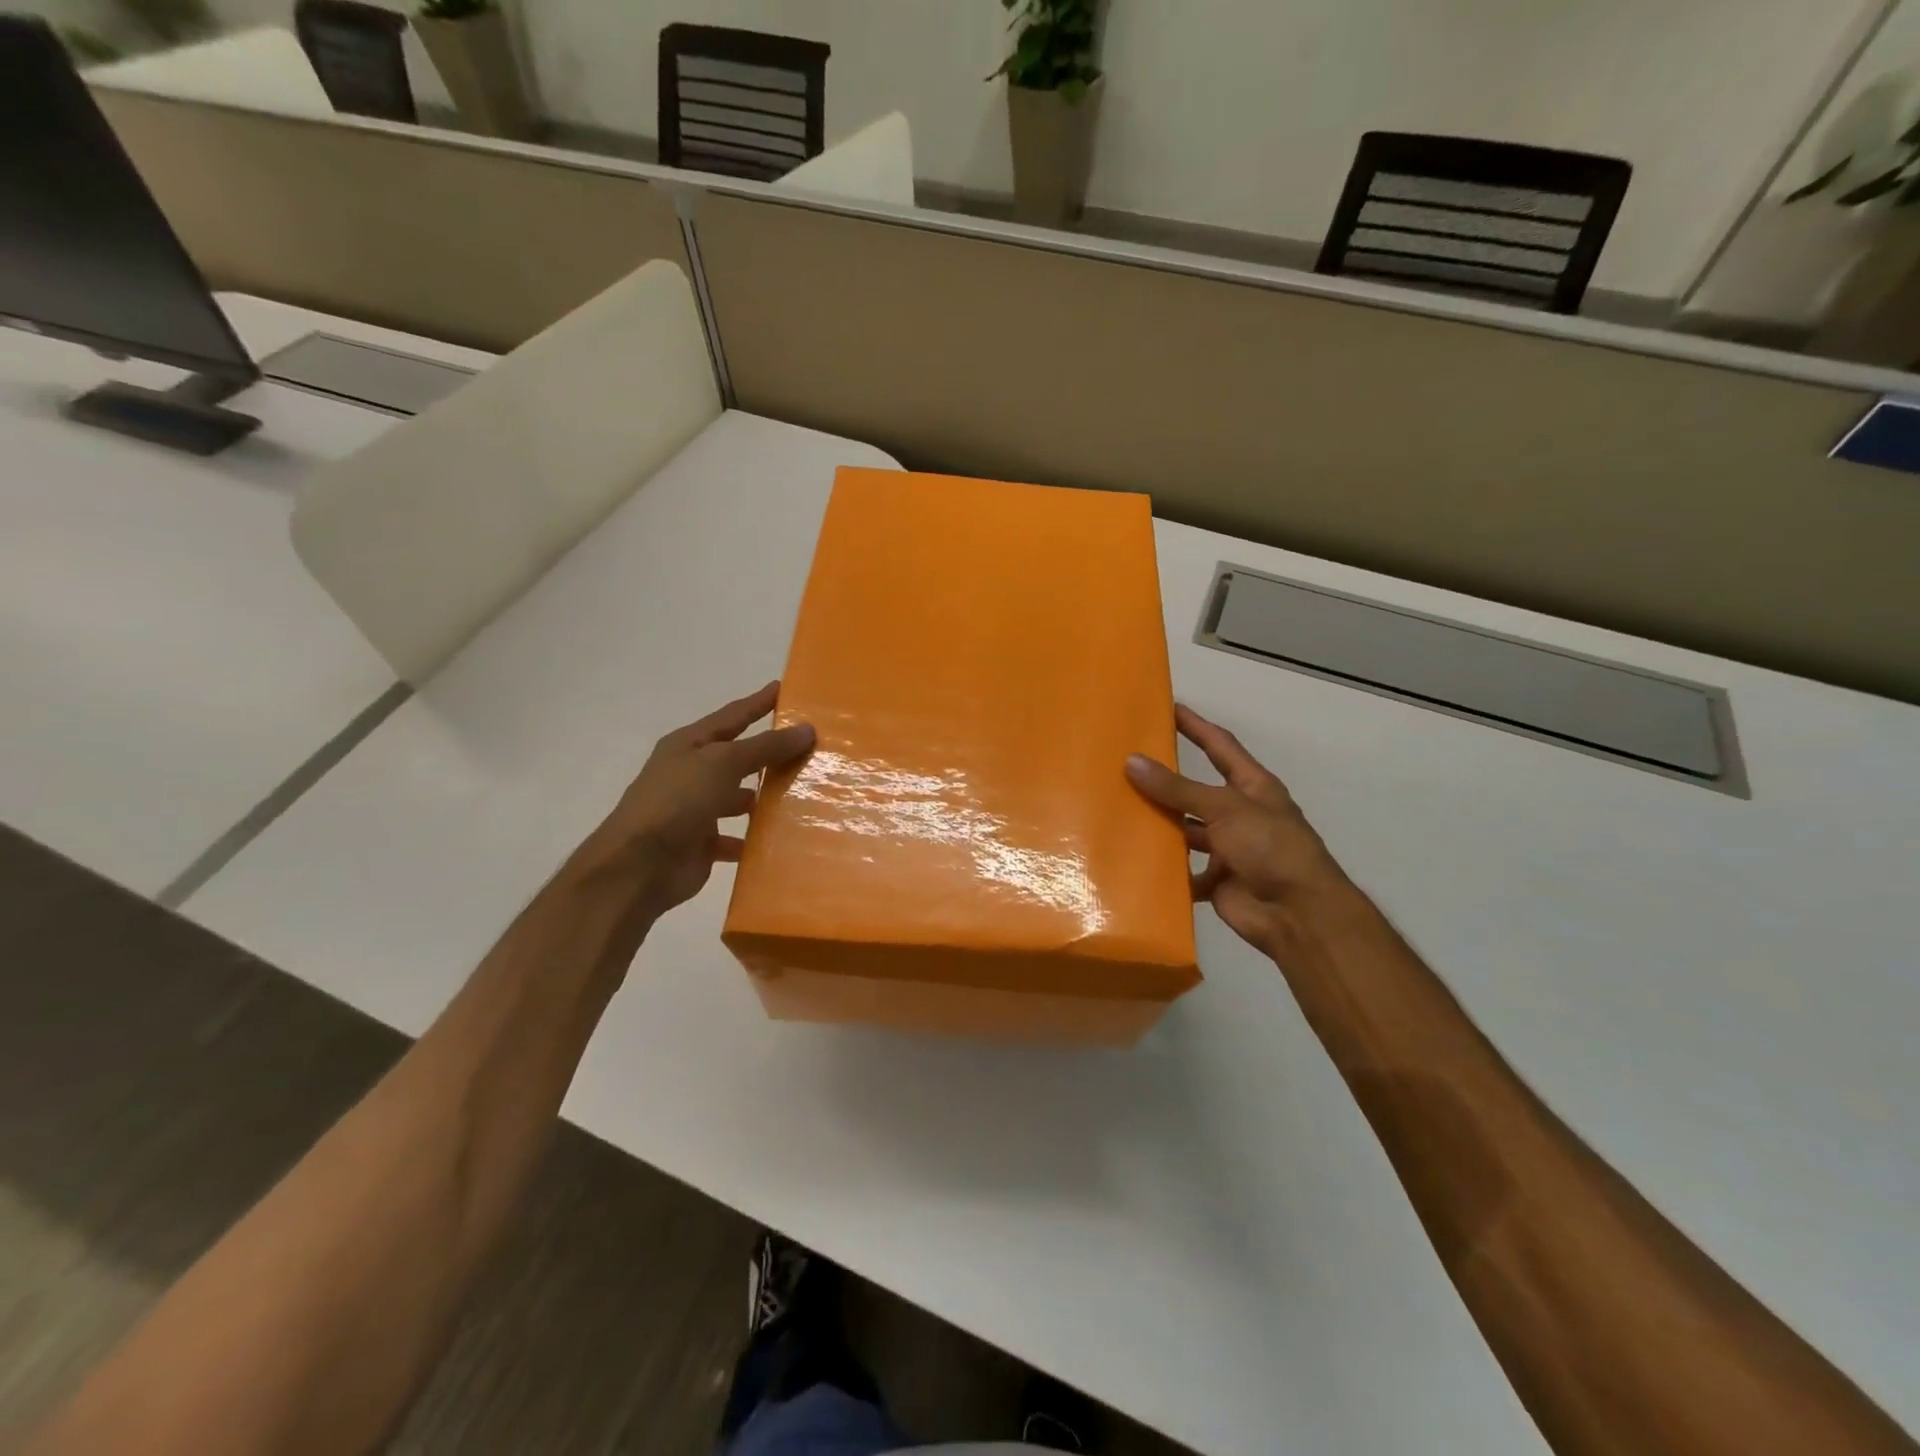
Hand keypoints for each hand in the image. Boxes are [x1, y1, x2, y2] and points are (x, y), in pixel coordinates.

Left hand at [573, 682, 814, 917]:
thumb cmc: (677, 800)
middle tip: (810, 747)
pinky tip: (784, 838)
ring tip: (805, 794)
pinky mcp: (702, 844)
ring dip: (765, 798)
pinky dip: (756, 839)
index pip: (732, 716)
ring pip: (739, 798)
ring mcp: (696, 810)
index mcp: (689, 745)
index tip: (784, 689)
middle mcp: (691, 773)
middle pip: (738, 758)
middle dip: (769, 753)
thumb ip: (765, 747)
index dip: (757, 703)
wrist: (638, 866)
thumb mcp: (723, 763)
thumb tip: (807, 729)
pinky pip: (737, 837)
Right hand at [1126, 704, 1349, 956]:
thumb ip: (1178, 788)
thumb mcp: (1224, 808)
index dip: (1196, 726)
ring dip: (1160, 825)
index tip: (1168, 708)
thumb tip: (1132, 762)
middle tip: (1125, 764)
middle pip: (1196, 792)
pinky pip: (1182, 871)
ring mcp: (1228, 849)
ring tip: (1118, 811)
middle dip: (1166, 781)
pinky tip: (1132, 858)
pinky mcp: (1216, 881)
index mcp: (1252, 787)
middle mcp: (1239, 814)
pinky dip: (1163, 868)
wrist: (1298, 914)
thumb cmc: (1270, 848)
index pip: (1220, 746)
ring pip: (1185, 831)